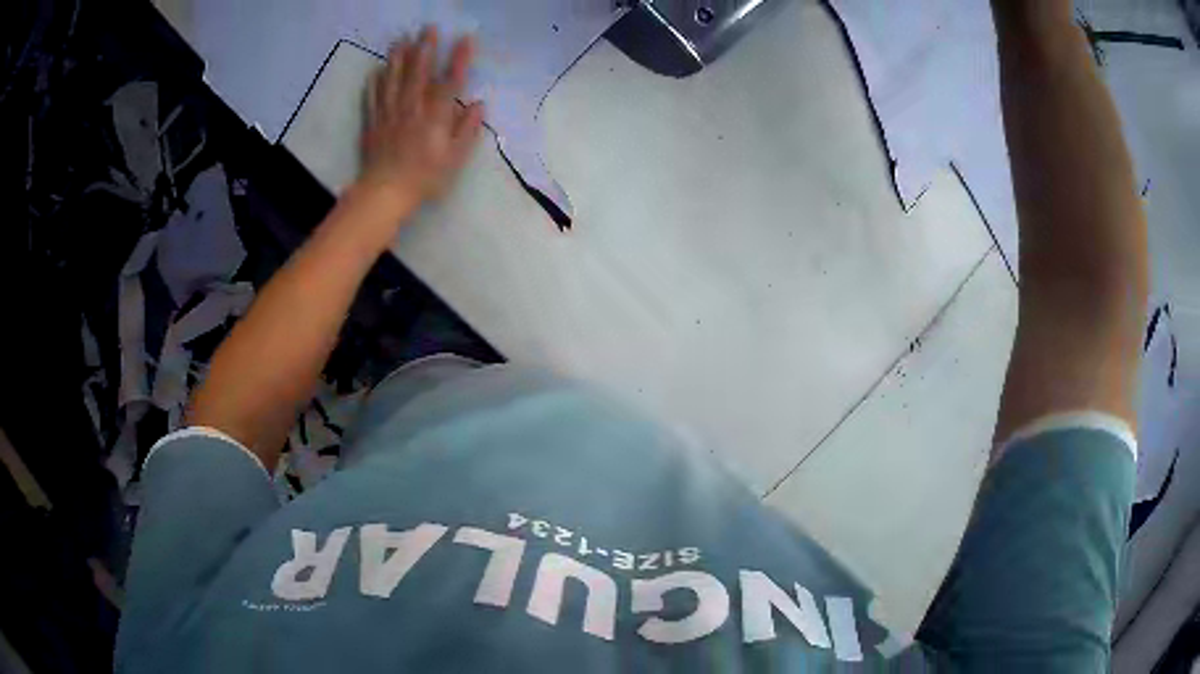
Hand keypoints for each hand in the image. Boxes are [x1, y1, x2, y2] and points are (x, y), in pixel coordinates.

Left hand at [359, 27, 484, 212]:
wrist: (385, 193)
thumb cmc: (424, 178)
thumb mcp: (454, 159)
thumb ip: (467, 130)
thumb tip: (480, 105)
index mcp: (435, 117)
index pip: (450, 81)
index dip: (459, 59)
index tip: (465, 38)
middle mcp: (412, 108)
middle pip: (418, 73)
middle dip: (425, 48)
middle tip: (428, 27)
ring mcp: (389, 114)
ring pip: (393, 80)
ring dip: (398, 58)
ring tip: (400, 40)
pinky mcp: (373, 123)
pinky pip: (373, 98)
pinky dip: (374, 83)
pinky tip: (375, 71)